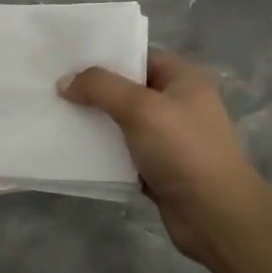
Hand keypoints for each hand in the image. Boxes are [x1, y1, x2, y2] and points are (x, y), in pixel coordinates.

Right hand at [61, 51, 271, 267]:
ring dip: (96, 123)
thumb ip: (100, 88)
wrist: (215, 216)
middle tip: (55, 90)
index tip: (68, 62)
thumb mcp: (140, 108)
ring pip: (124, 122)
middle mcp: (179, 104)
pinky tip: (75, 151)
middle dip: (94, 92)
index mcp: (184, 79)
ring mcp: (170, 138)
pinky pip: (125, 152)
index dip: (105, 58)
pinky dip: (104, 152)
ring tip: (58, 117)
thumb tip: (64, 82)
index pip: (139, 57)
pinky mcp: (160, 168)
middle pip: (128, 89)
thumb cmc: (183, 150)